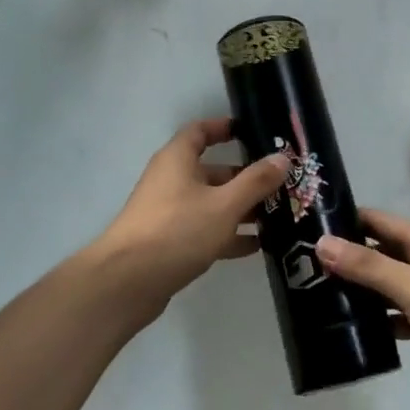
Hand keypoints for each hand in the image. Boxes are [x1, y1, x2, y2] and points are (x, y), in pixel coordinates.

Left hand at [92, 118, 287, 311]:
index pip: (200, 131)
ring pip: (211, 203)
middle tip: (280, 184)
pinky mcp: (170, 242)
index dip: (224, 128)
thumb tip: (282, 158)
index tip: (252, 132)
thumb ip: (255, 182)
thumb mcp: (224, 204)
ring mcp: (169, 212)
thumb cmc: (177, 230)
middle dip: (245, 177)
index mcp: (177, 159)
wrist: (127, 282)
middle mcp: (171, 180)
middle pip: (212, 170)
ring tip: (277, 216)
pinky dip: (228, 234)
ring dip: (240, 209)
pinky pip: (205, 229)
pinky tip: (257, 246)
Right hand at [318, 210, 409, 409]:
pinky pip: (398, 316)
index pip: (374, 221)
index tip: (303, 226)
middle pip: (378, 252)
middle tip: (299, 267)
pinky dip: (378, 321)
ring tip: (314, 298)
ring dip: (359, 291)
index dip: (342, 221)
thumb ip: (369, 267)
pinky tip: (351, 330)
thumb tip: (321, 243)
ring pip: (386, 286)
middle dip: (344, 258)